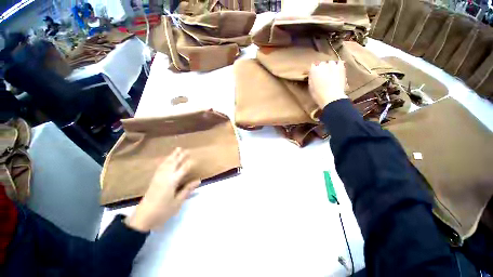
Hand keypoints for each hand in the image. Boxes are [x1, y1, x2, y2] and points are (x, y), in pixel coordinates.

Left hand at [125, 148, 200, 231]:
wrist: (142, 219)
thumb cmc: (162, 211)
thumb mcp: (177, 202)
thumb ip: (187, 190)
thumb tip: (198, 180)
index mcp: (172, 182)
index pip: (183, 169)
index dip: (189, 163)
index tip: (195, 158)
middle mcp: (164, 177)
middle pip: (173, 163)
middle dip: (180, 156)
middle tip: (185, 149)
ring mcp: (157, 178)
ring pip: (166, 164)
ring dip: (172, 156)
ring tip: (176, 150)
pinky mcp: (153, 181)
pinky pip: (160, 167)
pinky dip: (165, 161)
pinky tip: (166, 160)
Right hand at [308, 60, 347, 108]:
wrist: (332, 98)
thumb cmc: (318, 95)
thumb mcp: (311, 87)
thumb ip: (311, 78)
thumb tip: (312, 74)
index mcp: (313, 70)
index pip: (313, 66)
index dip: (314, 71)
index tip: (314, 75)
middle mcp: (323, 65)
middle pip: (321, 63)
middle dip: (321, 68)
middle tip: (322, 75)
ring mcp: (333, 65)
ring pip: (330, 63)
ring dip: (329, 67)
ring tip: (330, 73)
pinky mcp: (341, 68)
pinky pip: (339, 63)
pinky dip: (338, 66)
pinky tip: (337, 71)